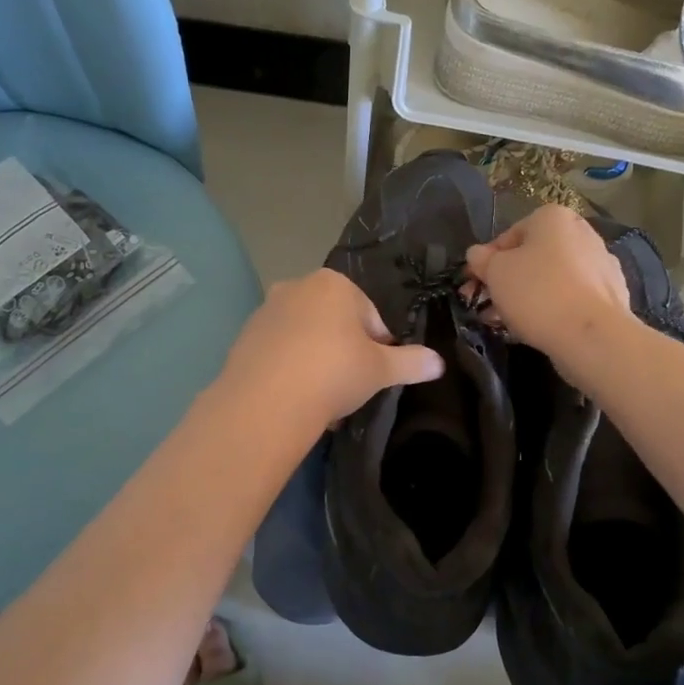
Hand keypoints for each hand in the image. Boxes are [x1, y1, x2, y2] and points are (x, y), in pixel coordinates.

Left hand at [218, 268, 445, 425]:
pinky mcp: (244, 338)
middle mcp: (297, 287)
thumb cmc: (334, 372)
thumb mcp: (381, 370)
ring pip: (306, 339)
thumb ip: (411, 362)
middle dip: (345, 352)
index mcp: (334, 284)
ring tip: (324, 400)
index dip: (379, 346)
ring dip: (318, 363)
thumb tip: (438, 362)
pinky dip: (291, 371)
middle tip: (351, 387)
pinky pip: (280, 353)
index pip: (369, 315)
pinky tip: (297, 400)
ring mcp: (266, 311)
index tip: (376, 373)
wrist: (266, 401)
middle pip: (334, 323)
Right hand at [465, 205, 635, 363]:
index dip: (487, 263)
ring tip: (508, 324)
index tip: (475, 287)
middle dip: (508, 282)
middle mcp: (582, 232)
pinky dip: (555, 309)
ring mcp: (601, 263)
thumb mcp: (495, 273)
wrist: (592, 335)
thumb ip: (482, 259)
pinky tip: (539, 329)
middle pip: (533, 257)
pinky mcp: (612, 294)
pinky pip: (572, 297)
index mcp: (553, 217)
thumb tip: (477, 254)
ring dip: (528, 297)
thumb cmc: (537, 293)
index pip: (508, 236)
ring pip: (553, 279)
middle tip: (488, 307)